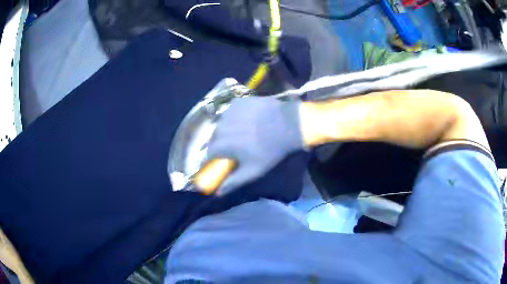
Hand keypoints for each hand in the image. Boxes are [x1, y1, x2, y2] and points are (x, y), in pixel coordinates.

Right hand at [204, 96, 303, 194]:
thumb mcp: (253, 171)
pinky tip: (246, 120)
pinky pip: (229, 112)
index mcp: (222, 144)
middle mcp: (220, 126)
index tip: (223, 160)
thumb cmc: (271, 150)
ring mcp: (228, 112)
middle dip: (221, 144)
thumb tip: (217, 193)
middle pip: (214, 138)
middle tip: (235, 147)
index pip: (209, 154)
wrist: (289, 124)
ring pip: (221, 124)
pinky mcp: (237, 102)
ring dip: (227, 130)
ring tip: (242, 132)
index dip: (215, 158)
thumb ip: (233, 182)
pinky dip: (234, 118)